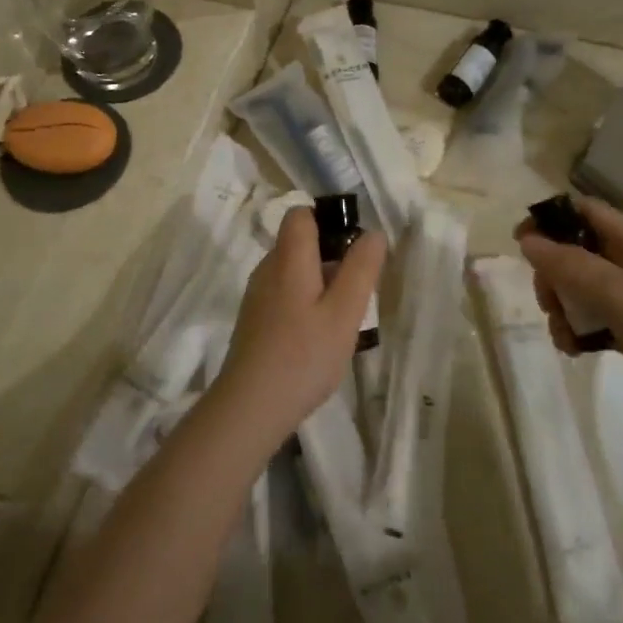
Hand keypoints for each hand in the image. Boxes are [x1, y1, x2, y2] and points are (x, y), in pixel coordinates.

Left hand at [213, 206, 385, 436]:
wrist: (250, 407)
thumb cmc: (304, 356)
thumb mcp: (345, 313)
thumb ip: (361, 270)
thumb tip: (372, 234)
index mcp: (287, 259)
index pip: (300, 214)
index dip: (328, 220)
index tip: (353, 249)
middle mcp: (267, 270)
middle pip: (299, 244)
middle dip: (331, 258)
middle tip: (356, 294)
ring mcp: (257, 297)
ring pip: (294, 273)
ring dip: (320, 285)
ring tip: (341, 321)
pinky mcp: (254, 321)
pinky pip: (284, 296)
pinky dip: (305, 305)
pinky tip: (317, 339)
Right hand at [517, 198, 622, 437]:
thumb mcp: (621, 293)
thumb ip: (572, 266)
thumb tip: (527, 240)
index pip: (584, 212)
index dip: (551, 218)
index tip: (520, 242)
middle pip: (574, 253)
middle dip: (552, 274)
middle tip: (548, 301)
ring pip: (579, 291)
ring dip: (561, 309)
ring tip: (565, 337)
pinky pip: (591, 322)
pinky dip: (577, 333)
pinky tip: (575, 351)